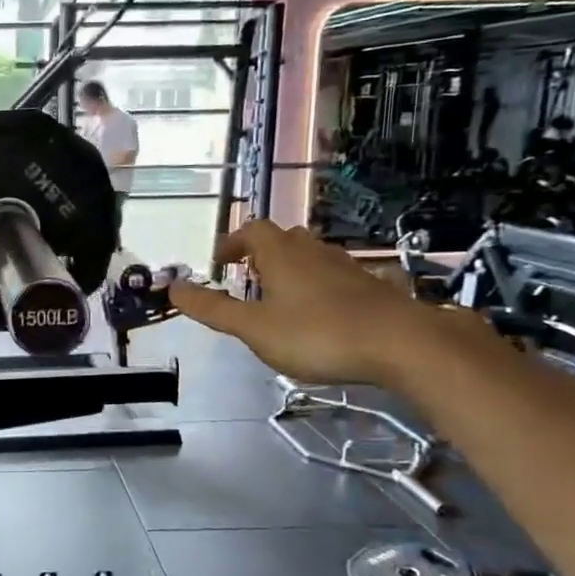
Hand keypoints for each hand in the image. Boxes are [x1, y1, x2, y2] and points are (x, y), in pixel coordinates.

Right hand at [168, 220, 433, 385]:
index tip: (219, 263)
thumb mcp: (254, 328)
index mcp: (281, 255)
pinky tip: (324, 310)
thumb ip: (213, 309)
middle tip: (248, 278)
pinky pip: (338, 276)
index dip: (232, 243)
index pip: (251, 231)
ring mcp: (347, 268)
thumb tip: (173, 287)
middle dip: (262, 254)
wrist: (401, 344)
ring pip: (313, 256)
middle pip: (284, 239)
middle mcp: (313, 252)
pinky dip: (322, 285)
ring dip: (292, 268)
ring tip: (281, 296)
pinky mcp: (373, 287)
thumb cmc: (317, 334)